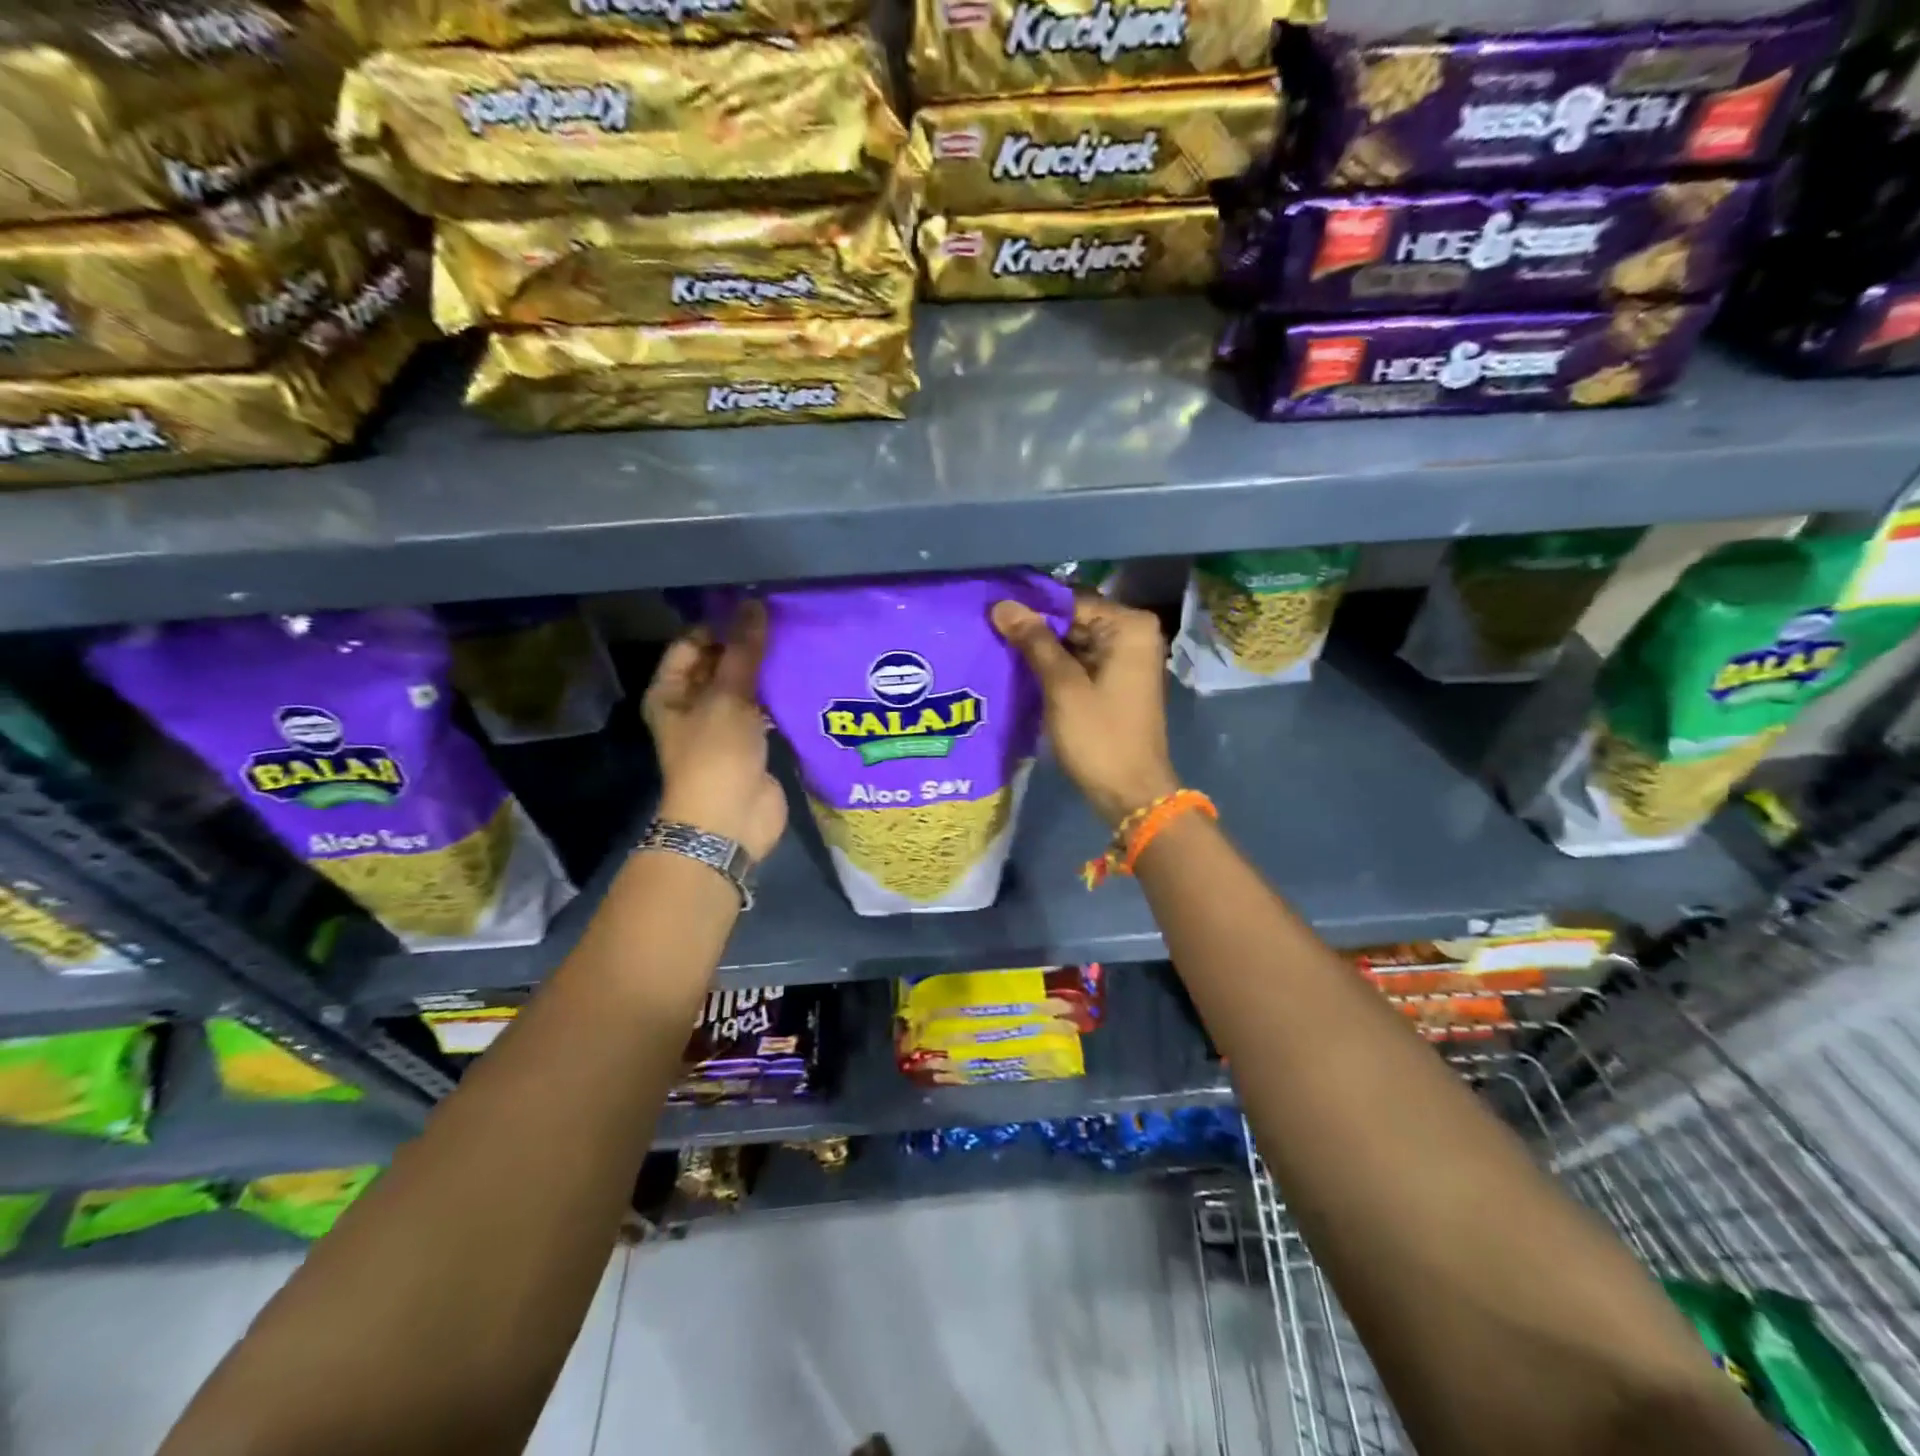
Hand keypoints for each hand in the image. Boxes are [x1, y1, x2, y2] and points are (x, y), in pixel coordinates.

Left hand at [642, 601, 787, 862]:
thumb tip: (754, 603)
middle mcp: (693, 705)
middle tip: (787, 622)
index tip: (759, 609)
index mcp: (671, 691)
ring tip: (800, 644)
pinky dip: (780, 697)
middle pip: (720, 663)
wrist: (731, 821)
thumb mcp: (727, 697)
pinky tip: (805, 678)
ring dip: (768, 672)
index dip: (721, 624)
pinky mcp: (752, 743)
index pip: (692, 643)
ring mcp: (724, 726)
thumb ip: (744, 651)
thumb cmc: (716, 755)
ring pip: (746, 687)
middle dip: (749, 646)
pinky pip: (765, 711)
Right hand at [992, 594, 1179, 827]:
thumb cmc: (1099, 736)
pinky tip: (1019, 666)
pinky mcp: (1115, 681)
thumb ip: (1034, 641)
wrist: (1130, 792)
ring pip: (1075, 641)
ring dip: (1041, 646)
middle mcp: (1133, 635)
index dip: (1031, 606)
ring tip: (995, 643)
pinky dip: (1054, 665)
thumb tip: (1002, 605)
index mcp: (1129, 627)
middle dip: (1035, 626)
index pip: (1071, 601)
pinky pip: (1080, 661)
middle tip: (987, 626)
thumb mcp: (1062, 686)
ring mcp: (1126, 659)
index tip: (992, 609)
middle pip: (1074, 619)